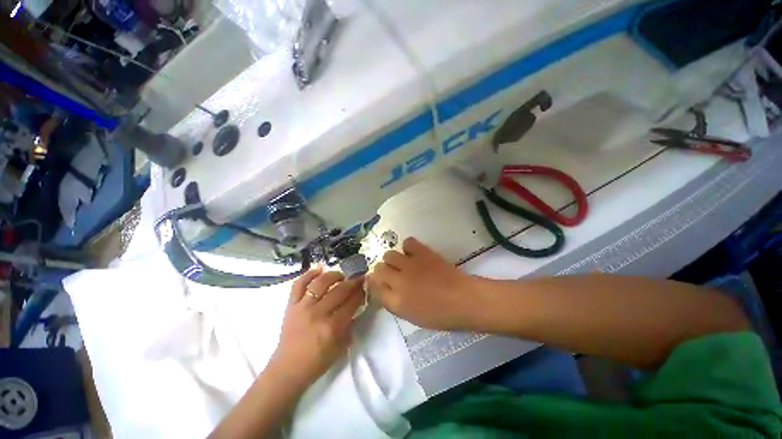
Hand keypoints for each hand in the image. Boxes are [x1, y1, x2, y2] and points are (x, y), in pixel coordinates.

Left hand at [269, 268, 365, 388]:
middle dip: (353, 282)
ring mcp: (302, 307)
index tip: (366, 285)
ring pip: (321, 282)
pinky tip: (319, 269)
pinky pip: (299, 284)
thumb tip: (356, 304)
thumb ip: (350, 323)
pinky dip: (309, 274)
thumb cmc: (317, 361)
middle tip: (360, 277)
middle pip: (340, 290)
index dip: (361, 292)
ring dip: (334, 275)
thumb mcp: (341, 346)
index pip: (351, 302)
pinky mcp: (291, 305)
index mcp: (332, 327)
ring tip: (341, 276)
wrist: (288, 369)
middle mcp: (318, 313)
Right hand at [367, 237, 482, 330]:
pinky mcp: (422, 253)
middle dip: (382, 270)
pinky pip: (407, 243)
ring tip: (403, 263)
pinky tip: (414, 253)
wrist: (464, 300)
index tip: (380, 282)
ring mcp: (410, 265)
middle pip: (378, 269)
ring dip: (393, 259)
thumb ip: (394, 302)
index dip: (375, 283)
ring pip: (389, 254)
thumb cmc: (440, 315)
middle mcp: (398, 282)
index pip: (374, 287)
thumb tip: (384, 289)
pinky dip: (408, 247)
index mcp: (395, 302)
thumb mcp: (412, 316)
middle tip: (393, 273)